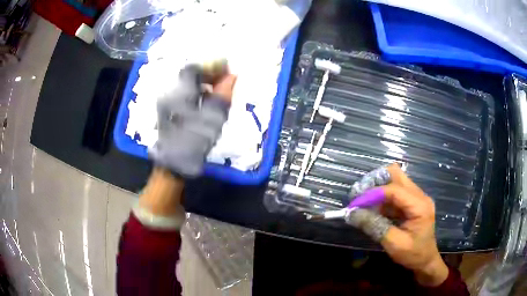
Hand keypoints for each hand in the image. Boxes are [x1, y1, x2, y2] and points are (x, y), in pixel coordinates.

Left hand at [150, 65, 235, 176]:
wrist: (173, 164)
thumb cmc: (193, 141)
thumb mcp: (212, 119)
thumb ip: (222, 95)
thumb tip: (232, 77)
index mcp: (180, 92)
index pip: (195, 68)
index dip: (212, 67)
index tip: (226, 71)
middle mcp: (170, 93)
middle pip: (190, 75)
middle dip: (208, 75)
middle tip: (225, 82)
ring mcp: (166, 102)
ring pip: (186, 85)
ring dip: (203, 85)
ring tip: (217, 93)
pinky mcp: (166, 111)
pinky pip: (182, 94)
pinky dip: (196, 94)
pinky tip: (205, 103)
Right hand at [345, 164, 448, 286]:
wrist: (426, 261)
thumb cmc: (413, 254)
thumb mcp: (394, 244)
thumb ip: (375, 227)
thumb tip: (352, 214)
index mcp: (419, 205)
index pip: (394, 190)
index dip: (372, 194)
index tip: (354, 203)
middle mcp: (419, 195)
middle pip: (396, 174)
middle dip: (375, 182)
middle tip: (360, 195)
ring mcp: (416, 197)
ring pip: (394, 181)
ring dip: (377, 190)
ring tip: (363, 204)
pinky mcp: (412, 203)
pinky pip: (395, 193)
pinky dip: (382, 199)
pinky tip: (373, 210)